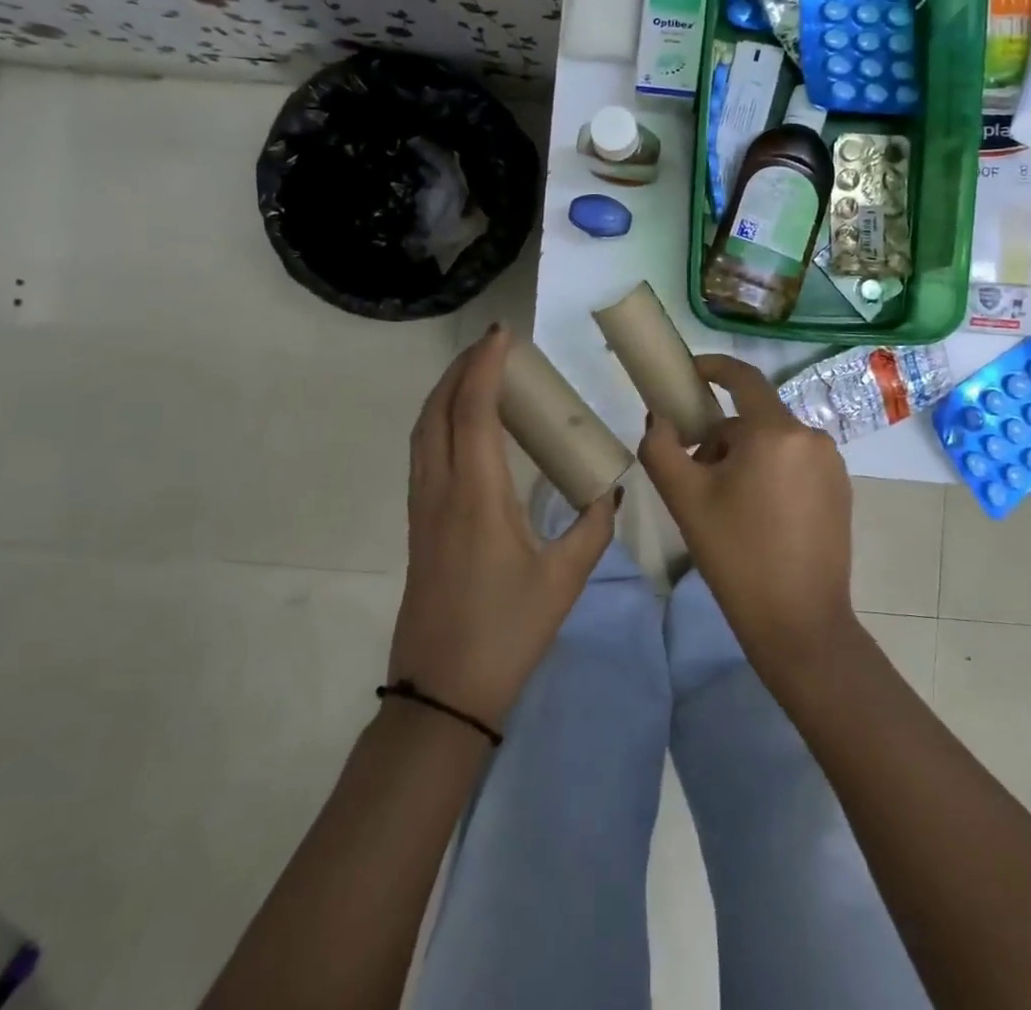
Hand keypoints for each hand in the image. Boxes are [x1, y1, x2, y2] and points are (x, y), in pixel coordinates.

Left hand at [391, 325, 615, 728]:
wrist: (441, 694)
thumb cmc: (506, 632)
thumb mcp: (564, 580)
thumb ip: (593, 528)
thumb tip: (612, 492)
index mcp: (476, 495)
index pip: (472, 412)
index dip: (483, 367)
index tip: (501, 336)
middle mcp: (440, 491)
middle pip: (436, 411)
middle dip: (459, 371)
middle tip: (491, 349)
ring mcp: (422, 509)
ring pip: (423, 432)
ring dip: (445, 395)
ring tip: (477, 377)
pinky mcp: (418, 526)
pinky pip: (423, 454)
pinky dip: (440, 423)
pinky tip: (465, 430)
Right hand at [639, 355, 855, 673]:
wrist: (800, 623)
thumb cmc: (737, 555)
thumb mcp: (685, 500)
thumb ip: (661, 447)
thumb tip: (661, 418)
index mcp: (776, 431)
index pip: (744, 377)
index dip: (713, 367)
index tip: (688, 373)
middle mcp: (811, 437)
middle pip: (754, 418)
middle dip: (720, 436)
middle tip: (694, 475)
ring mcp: (832, 464)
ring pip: (774, 442)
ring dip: (744, 457)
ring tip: (723, 503)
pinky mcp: (841, 491)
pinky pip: (795, 464)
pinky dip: (770, 473)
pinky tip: (757, 516)